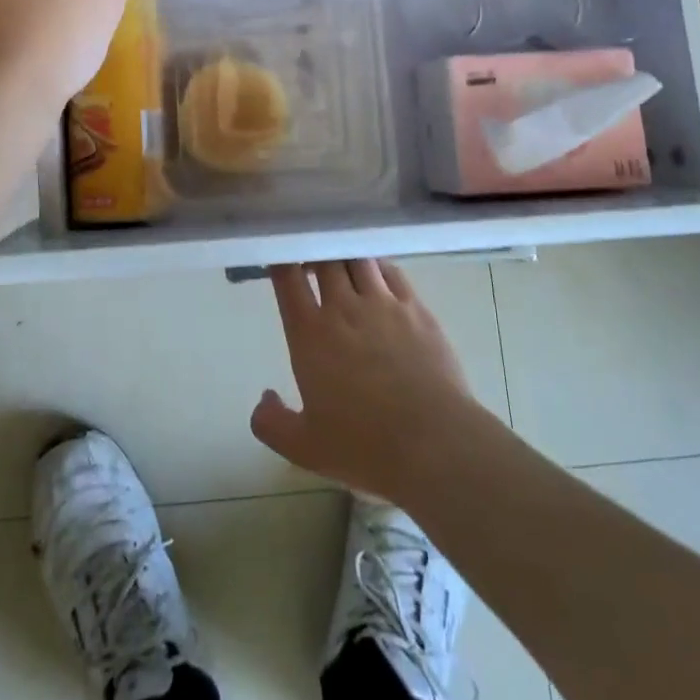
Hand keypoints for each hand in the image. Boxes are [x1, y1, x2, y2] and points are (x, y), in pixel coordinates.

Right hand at [253, 260, 475, 504]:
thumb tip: (264, 398)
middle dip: (314, 251)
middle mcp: (343, 307)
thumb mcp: (305, 448)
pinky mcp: (416, 308)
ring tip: (341, 264)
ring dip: (344, 256)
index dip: (279, 259)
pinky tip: (376, 274)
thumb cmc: (365, 447)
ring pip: (357, 258)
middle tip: (309, 260)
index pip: (287, 277)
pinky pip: (391, 271)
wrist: (436, 445)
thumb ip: (272, 423)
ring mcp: (382, 303)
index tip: (277, 258)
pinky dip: (377, 265)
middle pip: (324, 258)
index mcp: (310, 333)